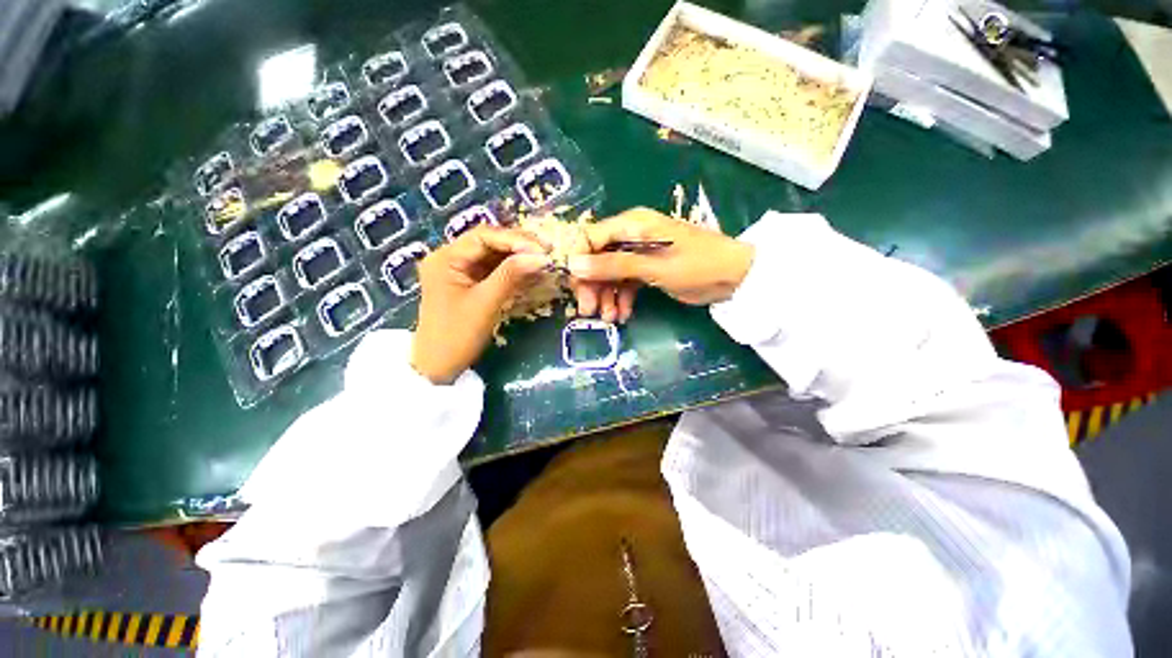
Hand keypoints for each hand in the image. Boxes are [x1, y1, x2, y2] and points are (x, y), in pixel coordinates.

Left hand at [411, 226, 550, 383]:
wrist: (438, 367)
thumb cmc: (457, 335)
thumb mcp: (486, 303)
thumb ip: (511, 275)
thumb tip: (541, 256)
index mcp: (446, 257)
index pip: (484, 236)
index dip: (515, 239)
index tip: (541, 250)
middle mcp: (450, 258)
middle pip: (489, 242)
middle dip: (518, 246)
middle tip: (546, 252)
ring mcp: (459, 271)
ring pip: (493, 256)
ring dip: (518, 258)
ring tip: (543, 261)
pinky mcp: (469, 284)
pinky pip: (493, 271)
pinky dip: (512, 271)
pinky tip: (531, 273)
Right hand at [568, 208, 753, 307]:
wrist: (732, 277)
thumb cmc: (694, 265)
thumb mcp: (652, 266)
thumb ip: (612, 265)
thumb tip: (572, 264)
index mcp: (631, 225)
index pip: (590, 238)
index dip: (579, 262)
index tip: (575, 288)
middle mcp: (631, 237)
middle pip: (598, 259)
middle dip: (592, 285)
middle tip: (589, 311)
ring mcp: (638, 255)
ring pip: (610, 275)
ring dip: (606, 297)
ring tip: (609, 318)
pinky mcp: (646, 271)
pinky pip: (625, 284)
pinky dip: (622, 299)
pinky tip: (623, 314)